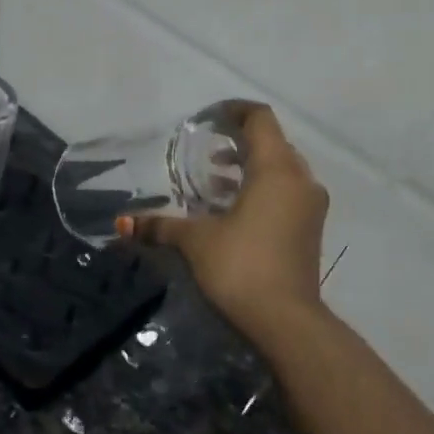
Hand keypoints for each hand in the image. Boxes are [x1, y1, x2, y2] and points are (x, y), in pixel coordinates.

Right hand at [119, 104, 329, 335]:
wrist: (287, 322)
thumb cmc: (241, 266)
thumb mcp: (196, 241)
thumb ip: (160, 225)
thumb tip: (123, 223)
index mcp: (276, 170)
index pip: (260, 119)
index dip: (234, 111)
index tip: (208, 118)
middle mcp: (300, 180)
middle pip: (272, 143)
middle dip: (239, 141)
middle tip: (206, 149)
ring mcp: (310, 206)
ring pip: (281, 171)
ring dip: (250, 168)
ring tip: (214, 178)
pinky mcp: (310, 229)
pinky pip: (286, 193)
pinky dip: (261, 189)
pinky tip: (232, 208)